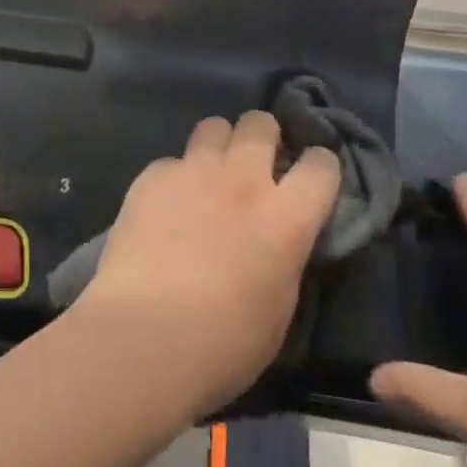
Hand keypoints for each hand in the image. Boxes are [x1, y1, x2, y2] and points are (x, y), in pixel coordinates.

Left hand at [73, 111, 340, 417]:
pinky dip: (174, 178)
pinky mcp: (152, 176)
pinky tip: (164, 207)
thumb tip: (280, 240)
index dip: (319, 167)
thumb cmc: (224, 343)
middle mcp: (243, 179)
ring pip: (214, 126)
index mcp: (286, 217)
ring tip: (209, 174)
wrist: (145, 335)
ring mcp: (194, 170)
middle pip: (261, 123)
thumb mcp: (279, 307)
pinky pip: (171, 161)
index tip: (310, 178)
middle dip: (263, 137)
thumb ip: (285, 256)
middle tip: (255, 164)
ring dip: (219, 145)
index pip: (321, 165)